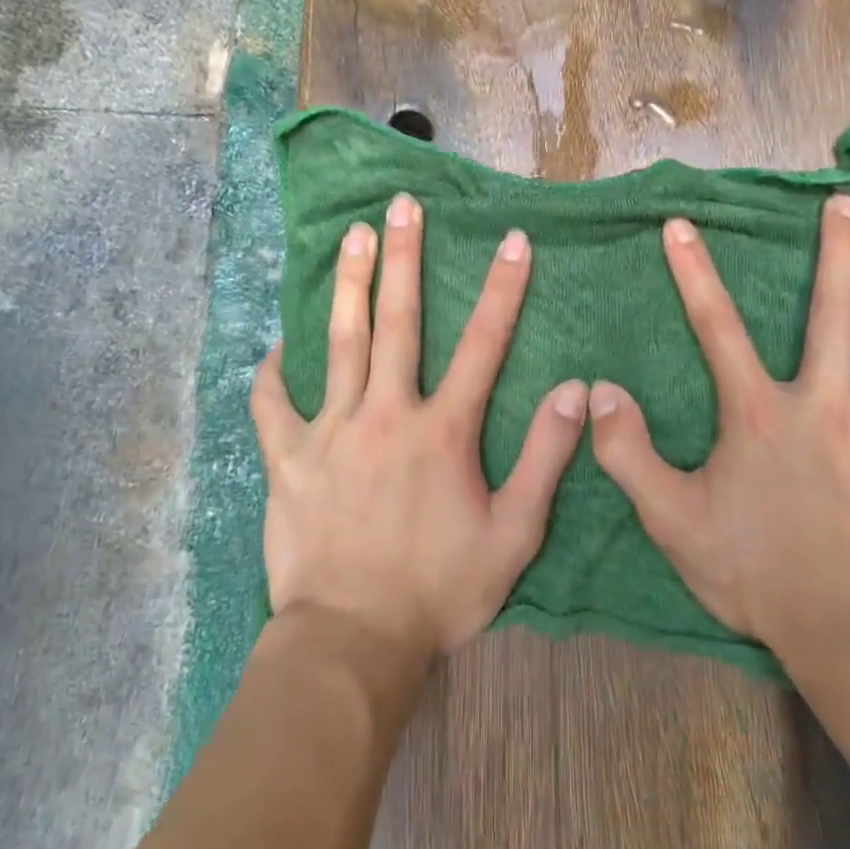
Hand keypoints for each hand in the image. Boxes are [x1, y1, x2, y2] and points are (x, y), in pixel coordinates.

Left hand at [251, 193, 589, 661]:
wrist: (352, 642)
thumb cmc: (440, 590)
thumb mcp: (514, 535)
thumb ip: (546, 458)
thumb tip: (576, 391)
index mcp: (442, 431)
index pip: (483, 344)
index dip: (502, 289)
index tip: (512, 240)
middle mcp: (386, 415)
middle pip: (398, 322)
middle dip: (405, 258)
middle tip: (402, 206)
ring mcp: (330, 433)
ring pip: (340, 344)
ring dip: (350, 286)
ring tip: (352, 237)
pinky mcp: (288, 460)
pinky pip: (273, 406)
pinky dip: (273, 373)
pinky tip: (275, 346)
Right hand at [589, 194, 849, 654]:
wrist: (844, 626)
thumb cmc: (753, 568)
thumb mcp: (670, 516)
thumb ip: (628, 453)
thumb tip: (602, 392)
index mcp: (760, 411)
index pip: (716, 326)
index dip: (694, 273)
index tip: (682, 227)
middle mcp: (824, 401)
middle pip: (836, 311)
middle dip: (840, 251)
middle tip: (847, 206)